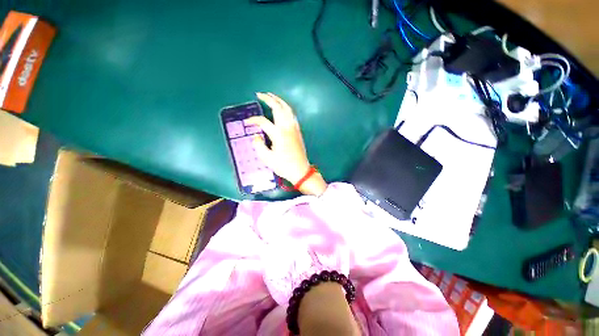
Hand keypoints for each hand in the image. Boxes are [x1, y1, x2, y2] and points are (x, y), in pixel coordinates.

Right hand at [246, 92, 326, 195]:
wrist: (300, 170)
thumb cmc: (284, 166)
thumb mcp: (267, 158)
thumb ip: (259, 145)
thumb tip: (256, 135)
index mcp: (278, 134)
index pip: (263, 122)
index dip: (254, 120)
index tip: (247, 122)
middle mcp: (287, 128)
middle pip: (278, 108)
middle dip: (269, 99)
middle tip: (260, 94)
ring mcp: (294, 128)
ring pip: (287, 109)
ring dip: (279, 101)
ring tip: (271, 96)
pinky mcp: (298, 131)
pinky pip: (292, 115)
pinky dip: (286, 108)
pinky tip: (283, 109)